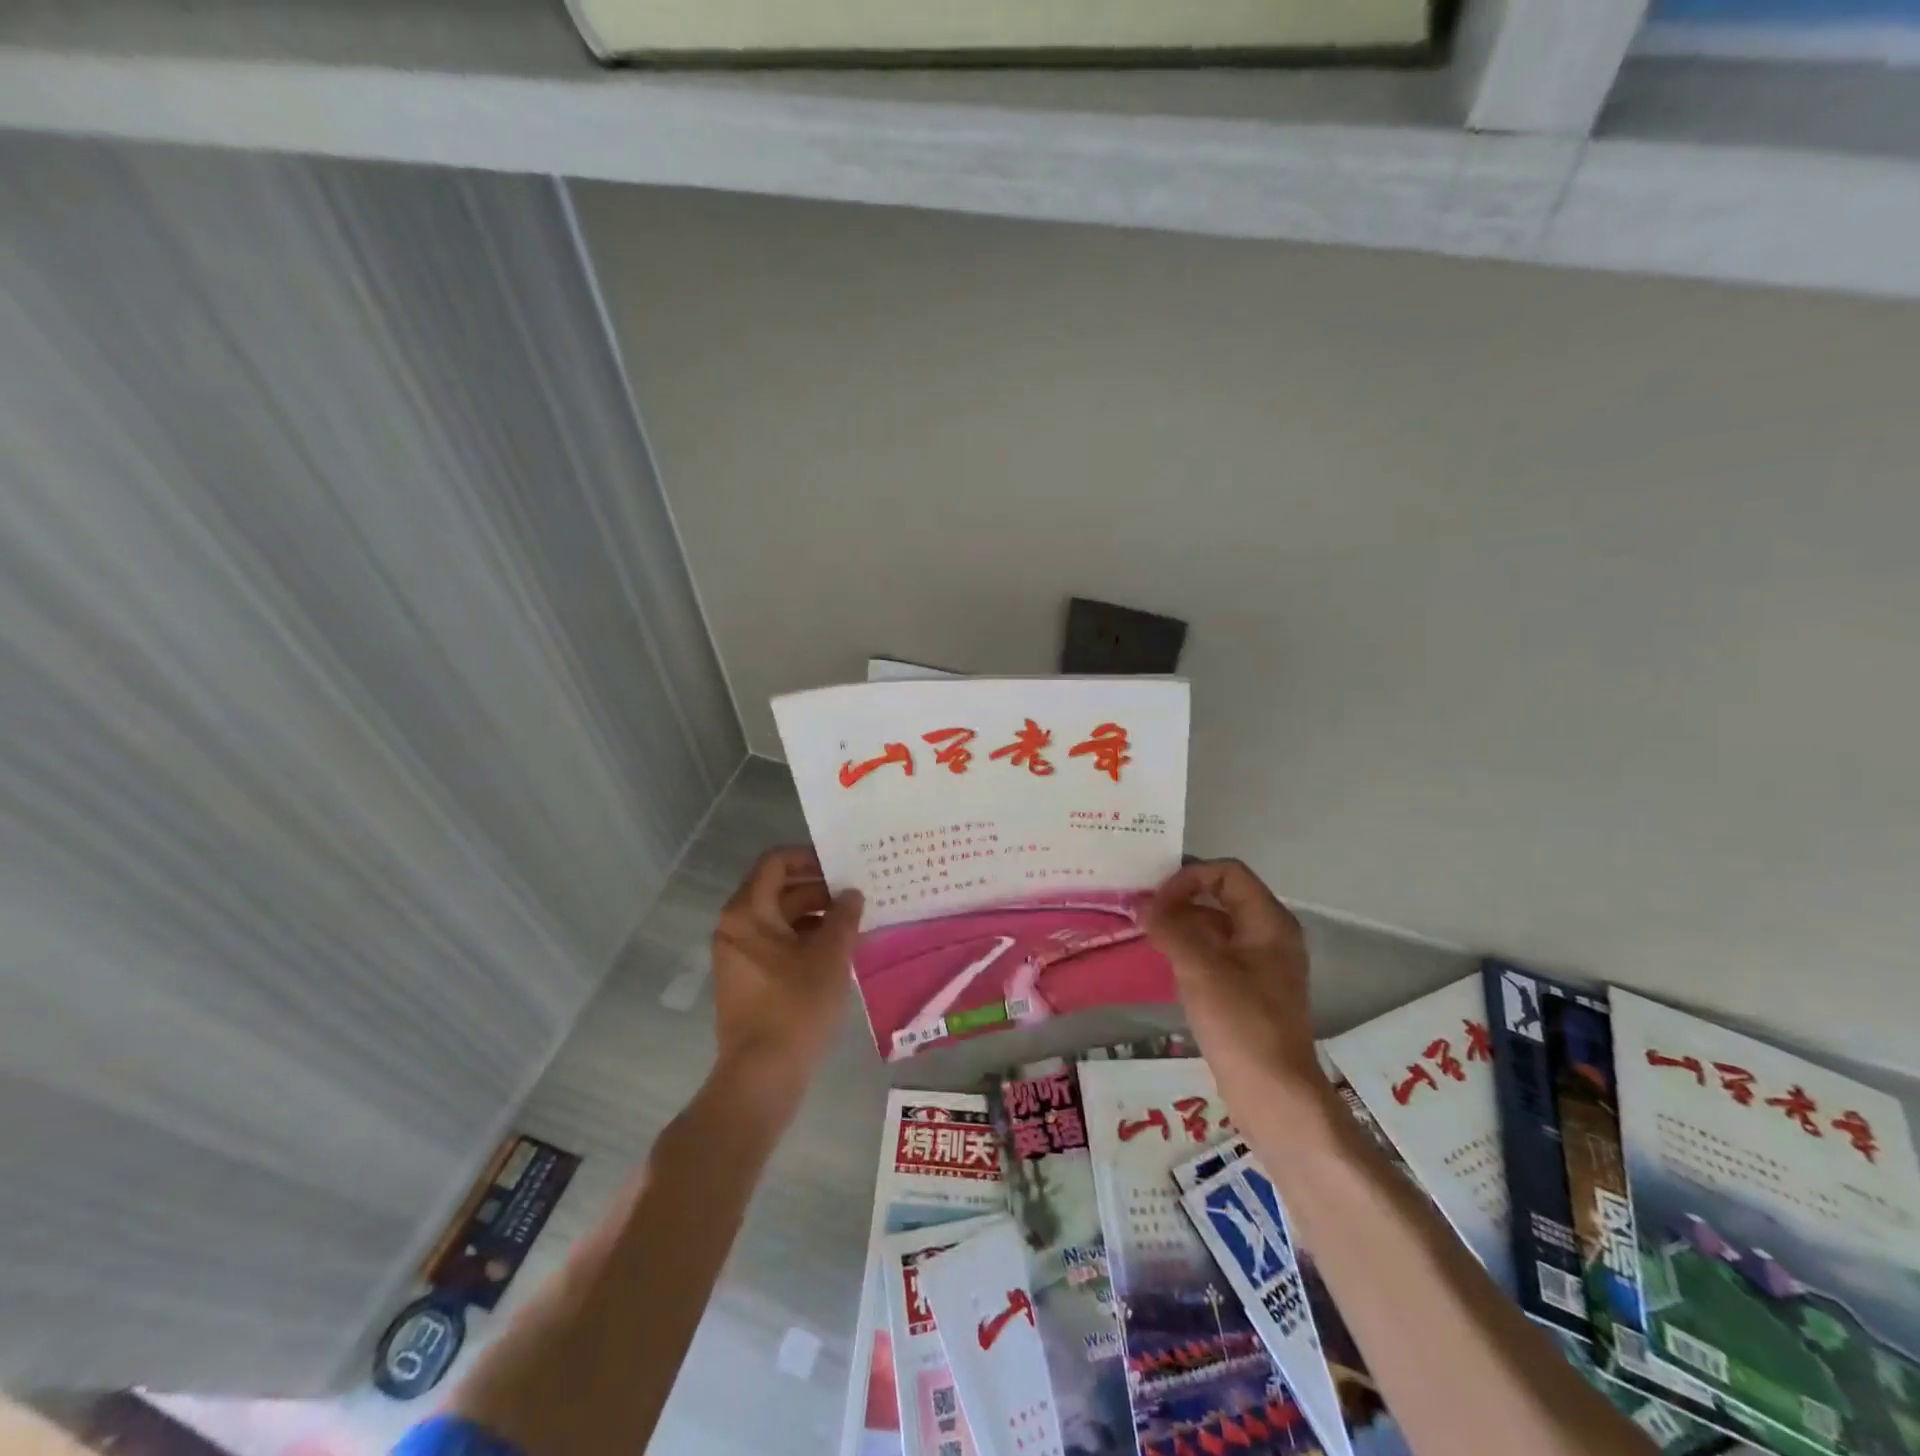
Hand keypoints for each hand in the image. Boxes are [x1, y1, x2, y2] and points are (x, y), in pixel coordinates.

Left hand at [709, 846, 862, 1098]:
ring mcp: (738, 955)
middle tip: (858, 893)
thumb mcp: (829, 956)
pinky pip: (776, 944)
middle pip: (778, 890)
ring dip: (815, 916)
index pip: (775, 863)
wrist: (761, 1076)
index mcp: (747, 912)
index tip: (842, 865)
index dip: (809, 857)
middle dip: (819, 889)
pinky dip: (804, 940)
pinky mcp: (747, 979)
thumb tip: (852, 894)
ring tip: (855, 923)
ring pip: (780, 919)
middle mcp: (735, 927)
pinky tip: (838, 951)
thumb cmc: (795, 1007)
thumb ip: (844, 917)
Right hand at [1143, 859, 1324, 1100]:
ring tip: (1147, 935)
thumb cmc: (1241, 1023)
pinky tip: (1165, 962)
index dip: (1189, 877)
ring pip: (1216, 926)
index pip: (1227, 873)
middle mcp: (1270, 935)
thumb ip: (1170, 928)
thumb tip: (1144, 905)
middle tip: (1144, 912)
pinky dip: (1189, 949)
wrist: (1274, 1095)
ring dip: (1182, 924)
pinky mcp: (1249, 990)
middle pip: (1222, 896)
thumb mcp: (1200, 968)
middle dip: (1181, 899)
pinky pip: (1216, 953)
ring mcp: (1261, 964)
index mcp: (1269, 922)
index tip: (1157, 901)